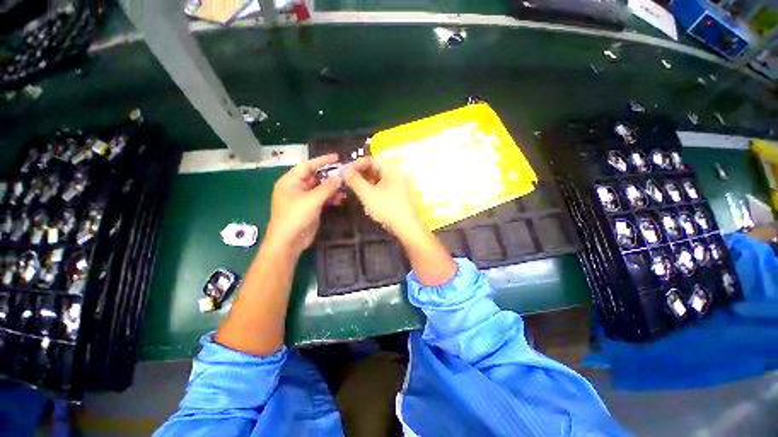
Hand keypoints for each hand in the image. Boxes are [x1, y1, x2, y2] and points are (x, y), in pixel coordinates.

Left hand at [264, 154, 342, 256]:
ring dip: (332, 188)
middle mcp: (296, 187)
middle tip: (346, 174)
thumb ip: (327, 187)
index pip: (308, 165)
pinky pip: (322, 198)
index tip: (337, 157)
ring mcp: (304, 198)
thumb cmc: (295, 217)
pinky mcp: (310, 208)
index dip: (322, 160)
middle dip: (330, 176)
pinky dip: (330, 197)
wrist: (289, 242)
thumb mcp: (312, 200)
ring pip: (320, 188)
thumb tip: (340, 176)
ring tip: (345, 188)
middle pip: (315, 177)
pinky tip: (340, 199)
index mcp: (291, 181)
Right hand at [343, 156, 424, 240]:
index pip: (372, 159)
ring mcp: (398, 184)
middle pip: (376, 167)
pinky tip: (365, 193)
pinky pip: (383, 185)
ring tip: (355, 187)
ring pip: (379, 177)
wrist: (405, 226)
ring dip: (366, 180)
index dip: (358, 163)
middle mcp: (397, 173)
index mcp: (392, 169)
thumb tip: (344, 170)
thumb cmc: (387, 208)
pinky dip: (373, 187)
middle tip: (349, 179)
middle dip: (361, 172)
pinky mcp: (397, 193)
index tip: (346, 171)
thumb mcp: (368, 194)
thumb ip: (355, 181)